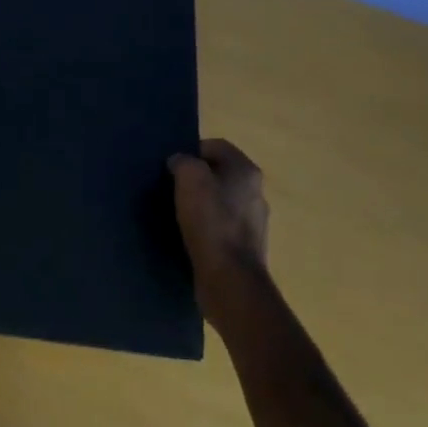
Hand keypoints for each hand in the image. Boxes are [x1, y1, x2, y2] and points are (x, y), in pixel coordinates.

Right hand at [168, 138, 270, 319]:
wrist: (230, 280)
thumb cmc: (211, 221)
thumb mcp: (189, 178)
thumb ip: (183, 161)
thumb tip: (179, 162)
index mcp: (246, 170)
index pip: (215, 146)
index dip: (191, 151)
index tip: (172, 166)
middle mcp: (255, 192)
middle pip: (219, 173)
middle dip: (195, 178)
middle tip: (171, 187)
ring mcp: (254, 222)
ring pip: (220, 201)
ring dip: (200, 204)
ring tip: (177, 213)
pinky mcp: (245, 247)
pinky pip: (221, 227)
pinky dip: (206, 227)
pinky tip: (190, 235)